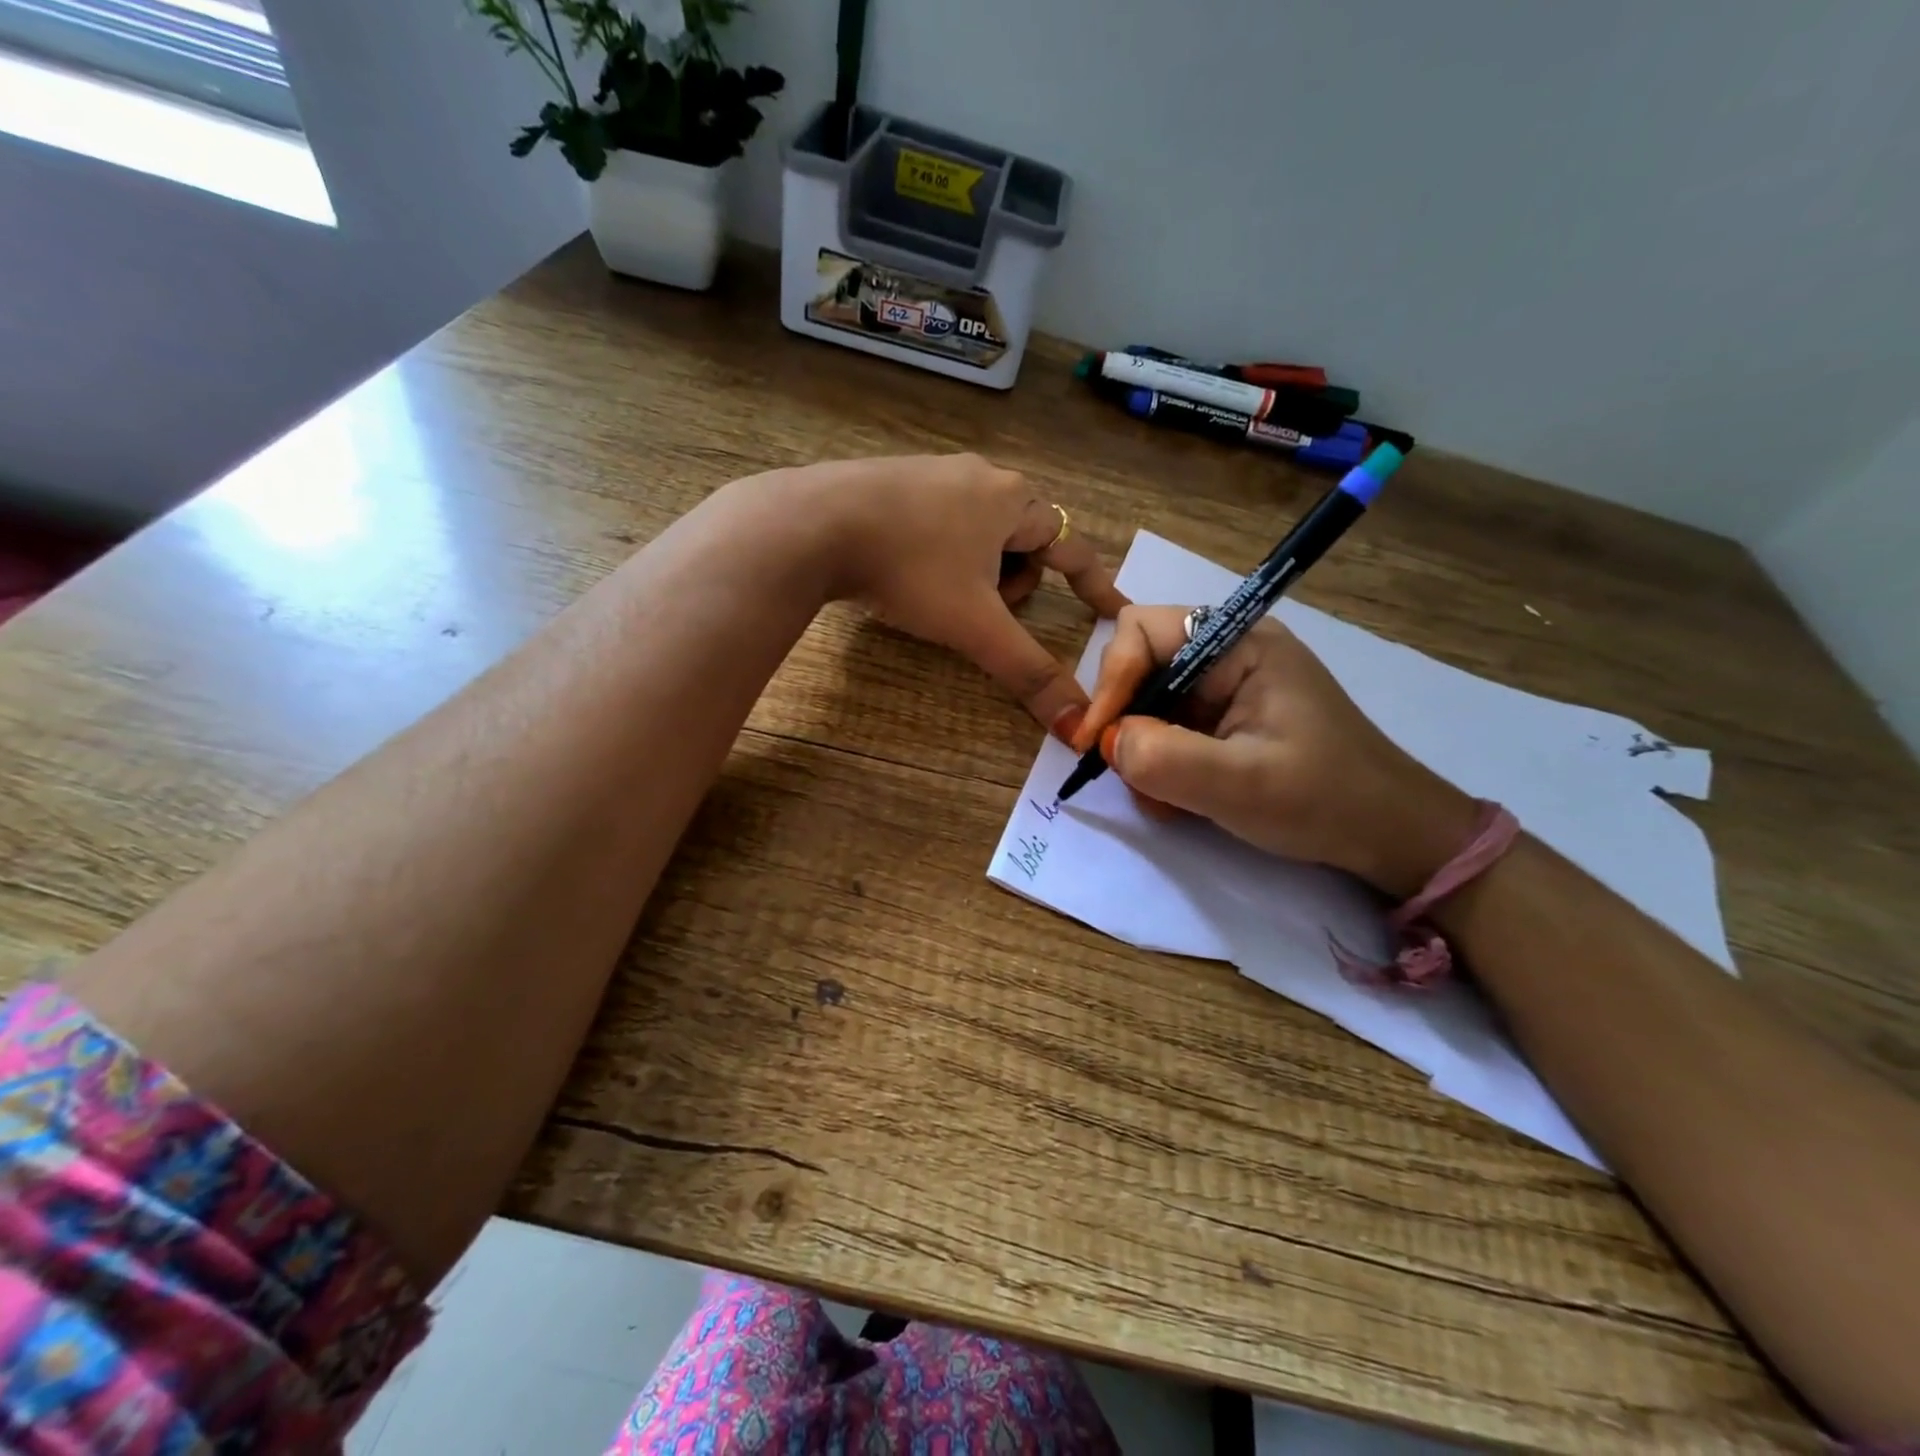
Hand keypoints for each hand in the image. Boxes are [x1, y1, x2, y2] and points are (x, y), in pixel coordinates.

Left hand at [772, 454, 1127, 734]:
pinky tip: (909, 573)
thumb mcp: (975, 625)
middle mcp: (981, 477)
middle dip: (1016, 582)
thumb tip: (1076, 727)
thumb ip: (1028, 672)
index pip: (1074, 547)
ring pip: (981, 533)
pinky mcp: (894, 480)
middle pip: (1025, 541)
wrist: (815, 524)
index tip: (1116, 612)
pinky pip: (941, 523)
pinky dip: (942, 555)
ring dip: (978, 571)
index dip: (1097, 585)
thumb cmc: (911, 568)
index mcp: (1014, 500)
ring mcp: (935, 473)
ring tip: (942, 596)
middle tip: (987, 611)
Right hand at [1076, 606, 1477, 897]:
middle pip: (1140, 665)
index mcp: (1240, 643)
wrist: (1388, 835)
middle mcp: (1228, 653)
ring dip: (1141, 750)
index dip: (1111, 680)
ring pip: (1148, 702)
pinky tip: (1179, 798)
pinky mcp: (1225, 719)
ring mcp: (1226, 687)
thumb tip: (1107, 742)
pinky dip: (1159, 763)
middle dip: (1126, 720)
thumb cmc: (1323, 801)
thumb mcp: (1240, 785)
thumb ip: (1164, 758)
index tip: (1098, 740)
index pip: (1143, 630)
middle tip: (1127, 772)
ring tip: (1162, 797)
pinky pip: (1168, 728)